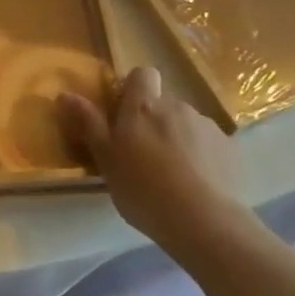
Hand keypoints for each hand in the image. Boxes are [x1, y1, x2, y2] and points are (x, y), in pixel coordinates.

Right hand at [59, 67, 241, 238]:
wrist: (204, 221)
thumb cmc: (143, 188)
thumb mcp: (106, 159)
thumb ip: (89, 123)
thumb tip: (64, 94)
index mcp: (143, 107)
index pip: (142, 74)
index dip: (134, 89)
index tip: (124, 115)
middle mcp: (177, 107)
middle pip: (163, 103)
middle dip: (154, 121)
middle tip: (142, 155)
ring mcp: (206, 127)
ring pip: (186, 124)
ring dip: (177, 139)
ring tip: (172, 175)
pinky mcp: (230, 149)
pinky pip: (208, 145)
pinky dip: (201, 157)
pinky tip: (196, 185)